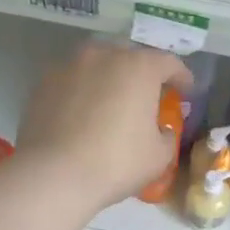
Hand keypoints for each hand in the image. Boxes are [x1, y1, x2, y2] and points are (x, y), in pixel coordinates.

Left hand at [17, 42, 192, 215]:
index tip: (186, 92)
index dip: (182, 77)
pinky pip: (73, 81)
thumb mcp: (158, 156)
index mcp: (139, 67)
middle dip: (142, 73)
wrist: (53, 175)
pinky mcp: (43, 83)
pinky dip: (83, 92)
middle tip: (147, 96)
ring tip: (112, 102)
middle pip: (130, 56)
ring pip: (98, 65)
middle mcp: (104, 55)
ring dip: (109, 79)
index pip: (169, 63)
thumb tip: (160, 129)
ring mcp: (69, 66)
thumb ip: (166, 135)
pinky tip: (83, 114)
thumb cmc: (116, 163)